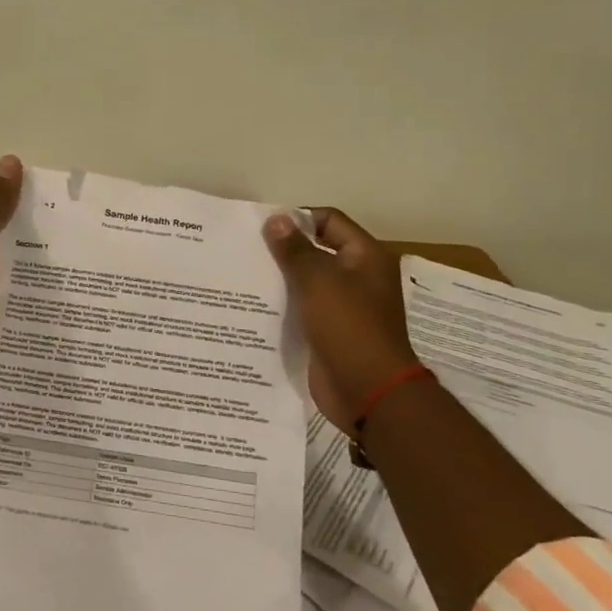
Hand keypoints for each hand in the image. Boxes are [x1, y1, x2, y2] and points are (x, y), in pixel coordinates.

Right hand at [263, 207, 420, 428]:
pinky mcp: (329, 331)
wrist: (368, 391)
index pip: (330, 220)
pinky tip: (253, 305)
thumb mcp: (318, 281)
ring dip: (280, 279)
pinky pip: (303, 309)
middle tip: (246, 250)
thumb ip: (295, 249)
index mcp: (366, 257)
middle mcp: (358, 277)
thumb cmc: (348, 327)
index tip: (263, 228)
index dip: (298, 220)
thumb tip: (276, 219)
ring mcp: (344, 306)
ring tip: (243, 275)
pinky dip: (283, 305)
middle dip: (283, 250)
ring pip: (307, 282)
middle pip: (317, 250)